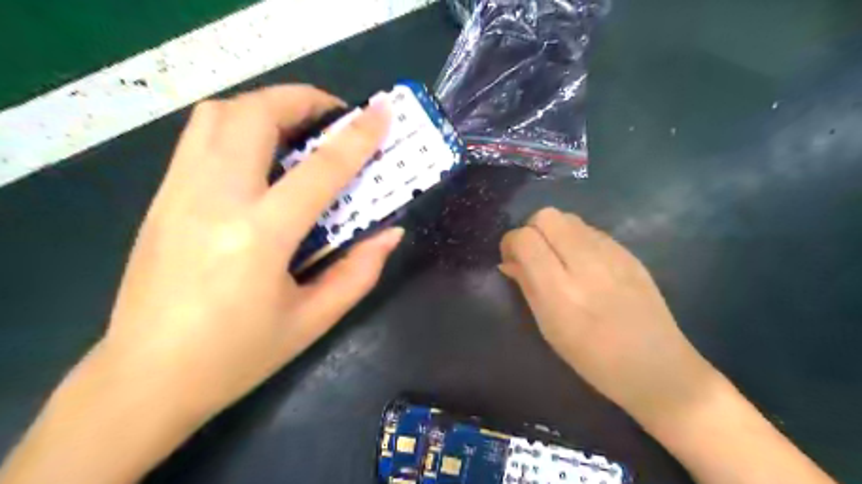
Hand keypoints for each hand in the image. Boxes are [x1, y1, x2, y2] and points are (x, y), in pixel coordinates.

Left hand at [99, 86, 399, 423]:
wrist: (145, 379)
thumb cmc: (236, 356)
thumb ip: (359, 272)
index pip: (319, 169)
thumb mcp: (312, 320)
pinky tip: (261, 155)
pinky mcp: (162, 198)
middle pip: (254, 114)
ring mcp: (179, 193)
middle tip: (335, 119)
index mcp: (259, 236)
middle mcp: (214, 200)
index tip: (382, 112)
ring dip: (267, 107)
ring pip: (219, 114)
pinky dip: (238, 125)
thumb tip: (391, 233)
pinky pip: (200, 136)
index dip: (357, 136)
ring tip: (299, 129)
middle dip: (303, 100)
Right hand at [500, 207, 714, 426]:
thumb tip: (508, 262)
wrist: (658, 368)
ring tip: (558, 258)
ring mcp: (612, 254)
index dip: (511, 243)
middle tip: (534, 254)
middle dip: (532, 229)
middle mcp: (586, 264)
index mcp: (561, 291)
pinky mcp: (629, 253)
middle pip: (547, 216)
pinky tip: (583, 263)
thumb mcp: (549, 328)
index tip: (511, 259)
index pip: (526, 239)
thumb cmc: (594, 359)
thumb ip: (527, 287)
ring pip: (569, 217)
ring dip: (554, 232)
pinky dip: (576, 239)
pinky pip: (591, 230)